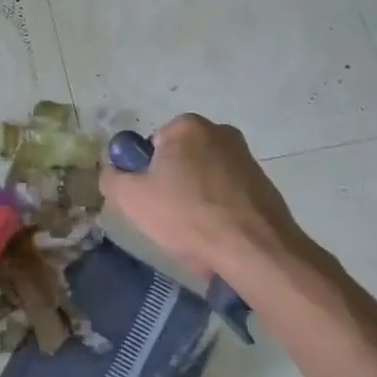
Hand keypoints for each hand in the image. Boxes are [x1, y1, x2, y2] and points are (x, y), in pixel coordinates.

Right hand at [99, 113, 308, 280]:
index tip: (148, 200)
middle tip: (167, 218)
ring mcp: (246, 158)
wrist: (254, 249)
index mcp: (187, 126)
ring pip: (203, 180)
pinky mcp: (265, 184)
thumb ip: (111, 178)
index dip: (144, 174)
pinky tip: (216, 237)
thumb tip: (114, 172)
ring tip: (193, 233)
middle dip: (171, 186)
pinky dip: (218, 212)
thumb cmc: (186, 215)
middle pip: (179, 161)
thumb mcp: (130, 198)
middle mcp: (220, 132)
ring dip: (194, 201)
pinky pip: (227, 196)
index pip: (151, 145)